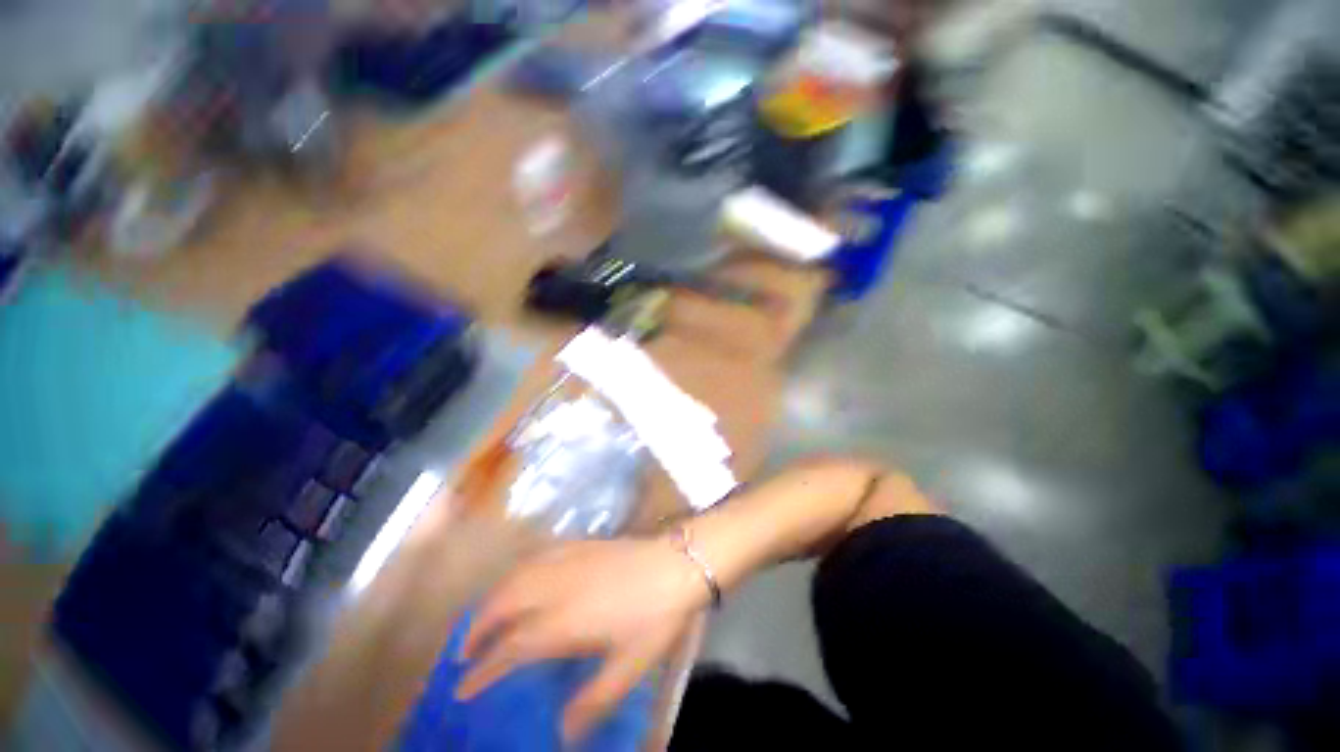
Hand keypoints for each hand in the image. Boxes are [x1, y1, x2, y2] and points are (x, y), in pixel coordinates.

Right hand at [456, 537, 709, 741]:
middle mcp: (557, 586)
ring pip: (517, 574)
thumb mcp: (629, 666)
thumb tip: (562, 732)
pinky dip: (518, 569)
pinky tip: (521, 576)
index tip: (463, 687)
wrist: (677, 563)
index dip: (482, 669)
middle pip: (503, 603)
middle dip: (478, 627)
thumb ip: (594, 701)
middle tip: (463, 651)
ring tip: (483, 616)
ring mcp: (568, 559)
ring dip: (493, 596)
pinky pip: (538, 554)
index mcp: (563, 621)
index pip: (510, 647)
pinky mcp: (582, 543)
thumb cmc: (655, 616)